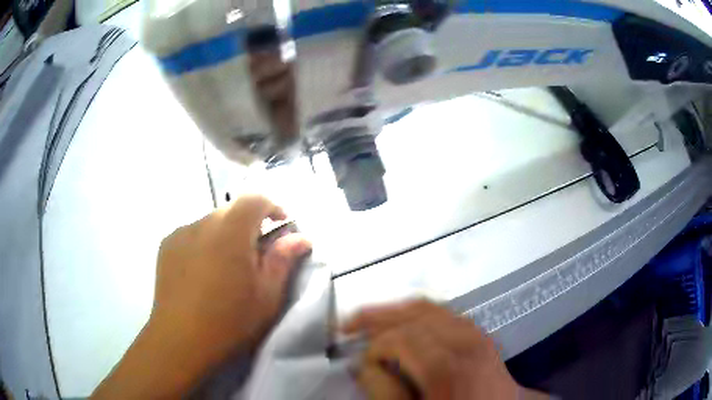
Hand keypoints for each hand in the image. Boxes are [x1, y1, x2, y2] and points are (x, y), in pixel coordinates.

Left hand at [150, 194, 310, 365]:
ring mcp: (180, 232)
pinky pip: (192, 234)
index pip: (255, 198)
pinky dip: (204, 243)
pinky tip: (202, 272)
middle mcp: (203, 222)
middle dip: (249, 224)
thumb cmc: (230, 320)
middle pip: (232, 210)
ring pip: (211, 222)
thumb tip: (300, 238)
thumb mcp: (267, 295)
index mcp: (231, 231)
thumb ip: (283, 260)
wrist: (181, 339)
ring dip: (225, 235)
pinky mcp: (166, 245)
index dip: (272, 207)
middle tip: (256, 253)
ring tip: (226, 267)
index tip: (282, 225)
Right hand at [343, 300, 533, 399]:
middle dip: (377, 316)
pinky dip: (419, 311)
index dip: (373, 345)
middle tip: (349, 325)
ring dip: (396, 310)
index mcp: (446, 367)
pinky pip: (445, 312)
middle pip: (413, 315)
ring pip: (429, 307)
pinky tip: (405, 320)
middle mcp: (464, 342)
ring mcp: (476, 333)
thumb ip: (385, 391)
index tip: (360, 361)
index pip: (400, 337)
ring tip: (371, 318)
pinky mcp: (480, 333)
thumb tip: (365, 364)